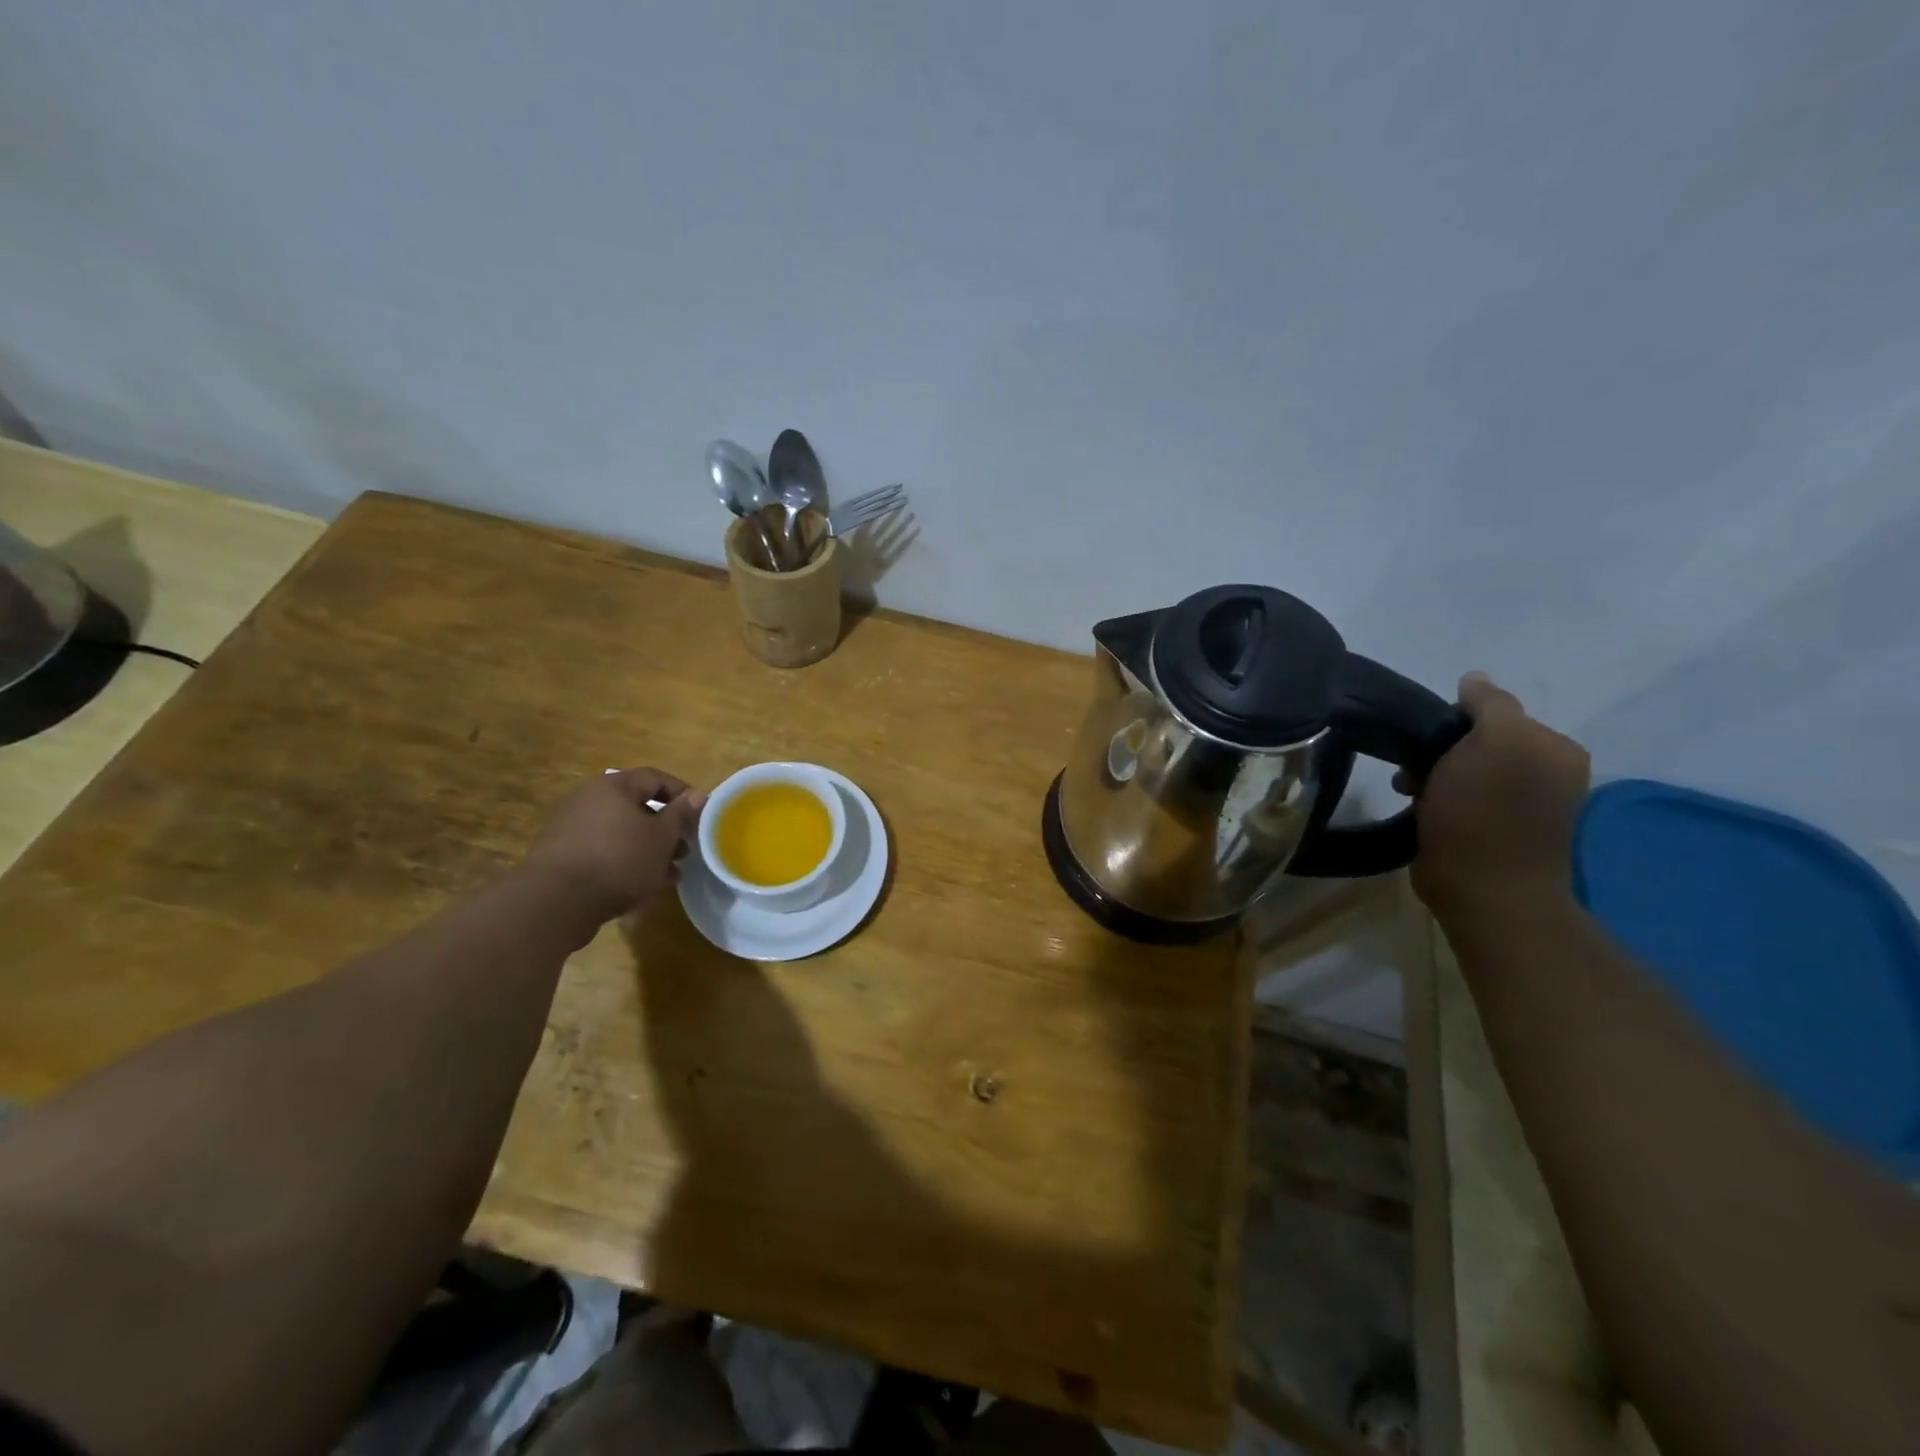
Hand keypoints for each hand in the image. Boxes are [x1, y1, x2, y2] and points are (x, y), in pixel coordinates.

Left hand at [524, 768, 705, 924]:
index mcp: (613, 786)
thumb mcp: (661, 837)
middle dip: (666, 829)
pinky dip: (626, 861)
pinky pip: (604, 851)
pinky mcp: (562, 856)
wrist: (555, 902)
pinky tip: (643, 885)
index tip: (701, 816)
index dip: (682, 794)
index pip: (655, 778)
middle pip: (638, 807)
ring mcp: (572, 828)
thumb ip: (682, 814)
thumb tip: (699, 794)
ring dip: (649, 849)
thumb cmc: (619, 859)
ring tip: (670, 874)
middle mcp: (589, 799)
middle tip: (685, 850)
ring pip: (622, 832)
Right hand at [1406, 673, 1589, 915]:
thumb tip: (1474, 679)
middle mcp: (1546, 772)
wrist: (1483, 890)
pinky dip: (1436, 798)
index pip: (1495, 710)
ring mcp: (1520, 804)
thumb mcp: (1493, 742)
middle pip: (1477, 740)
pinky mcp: (1494, 830)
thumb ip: (1489, 704)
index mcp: (1555, 748)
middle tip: (1414, 770)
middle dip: (1440, 749)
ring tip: (1412, 793)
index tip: (1429, 741)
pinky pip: (1458, 797)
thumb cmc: (1485, 813)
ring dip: (1432, 775)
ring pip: (1462, 769)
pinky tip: (1423, 810)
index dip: (1454, 720)